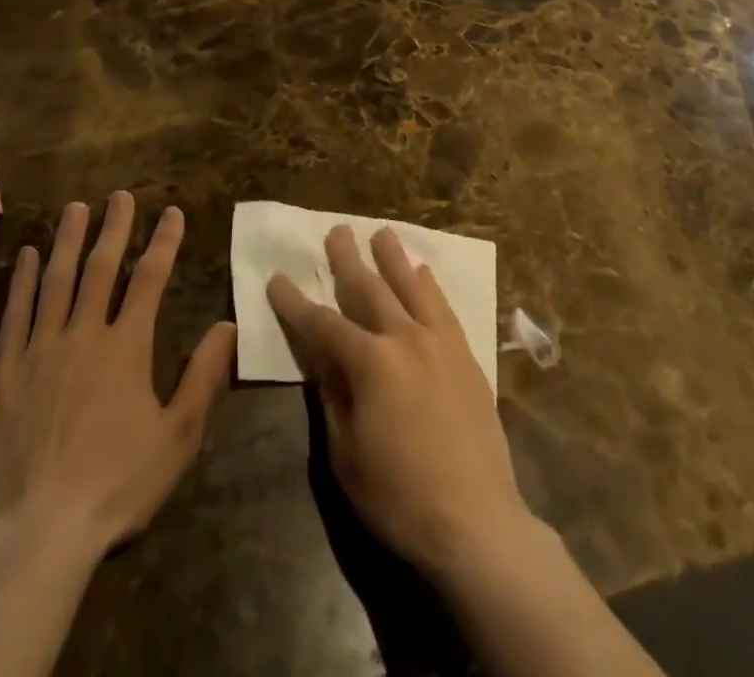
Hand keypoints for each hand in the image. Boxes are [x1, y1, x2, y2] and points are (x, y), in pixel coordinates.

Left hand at [0, 192, 235, 555]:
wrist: (37, 532)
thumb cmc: (116, 484)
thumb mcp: (177, 436)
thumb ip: (203, 376)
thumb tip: (228, 324)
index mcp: (127, 347)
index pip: (150, 280)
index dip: (163, 242)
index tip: (172, 212)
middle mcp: (84, 333)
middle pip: (101, 267)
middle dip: (114, 228)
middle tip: (120, 195)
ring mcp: (40, 348)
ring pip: (56, 280)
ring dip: (68, 241)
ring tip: (76, 209)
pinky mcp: (4, 371)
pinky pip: (14, 313)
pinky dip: (20, 280)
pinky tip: (25, 255)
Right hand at [268, 225, 536, 582]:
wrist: (476, 522)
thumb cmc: (399, 496)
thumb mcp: (346, 452)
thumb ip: (332, 395)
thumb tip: (320, 357)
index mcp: (370, 362)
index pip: (323, 323)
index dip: (295, 302)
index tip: (277, 278)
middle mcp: (405, 338)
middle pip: (370, 288)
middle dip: (348, 260)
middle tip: (337, 231)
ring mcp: (440, 343)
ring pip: (412, 286)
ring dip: (394, 258)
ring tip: (382, 233)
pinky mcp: (466, 355)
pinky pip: (444, 307)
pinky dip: (430, 285)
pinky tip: (425, 272)